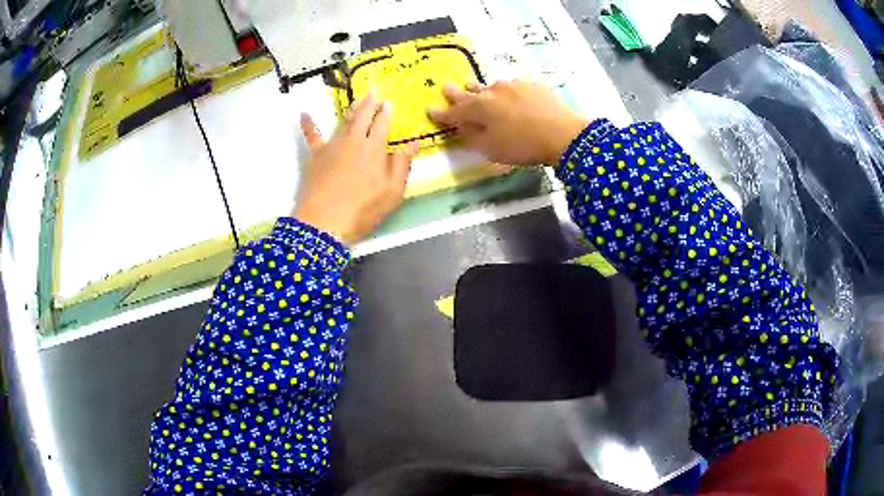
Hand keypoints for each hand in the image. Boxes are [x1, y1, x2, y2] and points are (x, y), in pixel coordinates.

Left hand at [293, 94, 418, 244]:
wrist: (325, 222)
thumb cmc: (364, 208)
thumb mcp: (393, 191)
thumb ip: (402, 164)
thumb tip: (412, 143)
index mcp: (374, 148)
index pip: (382, 123)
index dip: (386, 112)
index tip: (388, 103)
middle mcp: (353, 140)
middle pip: (362, 116)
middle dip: (369, 103)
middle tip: (373, 92)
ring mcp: (332, 146)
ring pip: (343, 121)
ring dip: (351, 109)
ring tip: (356, 101)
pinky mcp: (315, 156)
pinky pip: (312, 136)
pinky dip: (308, 124)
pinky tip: (303, 114)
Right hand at [428, 80, 591, 165]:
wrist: (563, 133)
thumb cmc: (523, 145)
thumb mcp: (491, 149)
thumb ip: (472, 137)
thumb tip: (461, 128)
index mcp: (479, 108)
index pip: (454, 111)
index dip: (441, 113)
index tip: (430, 109)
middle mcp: (492, 91)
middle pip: (470, 92)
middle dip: (457, 92)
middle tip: (446, 87)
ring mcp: (513, 85)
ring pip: (491, 86)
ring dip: (482, 89)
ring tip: (477, 88)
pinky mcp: (532, 85)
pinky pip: (513, 86)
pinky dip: (507, 91)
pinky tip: (511, 95)